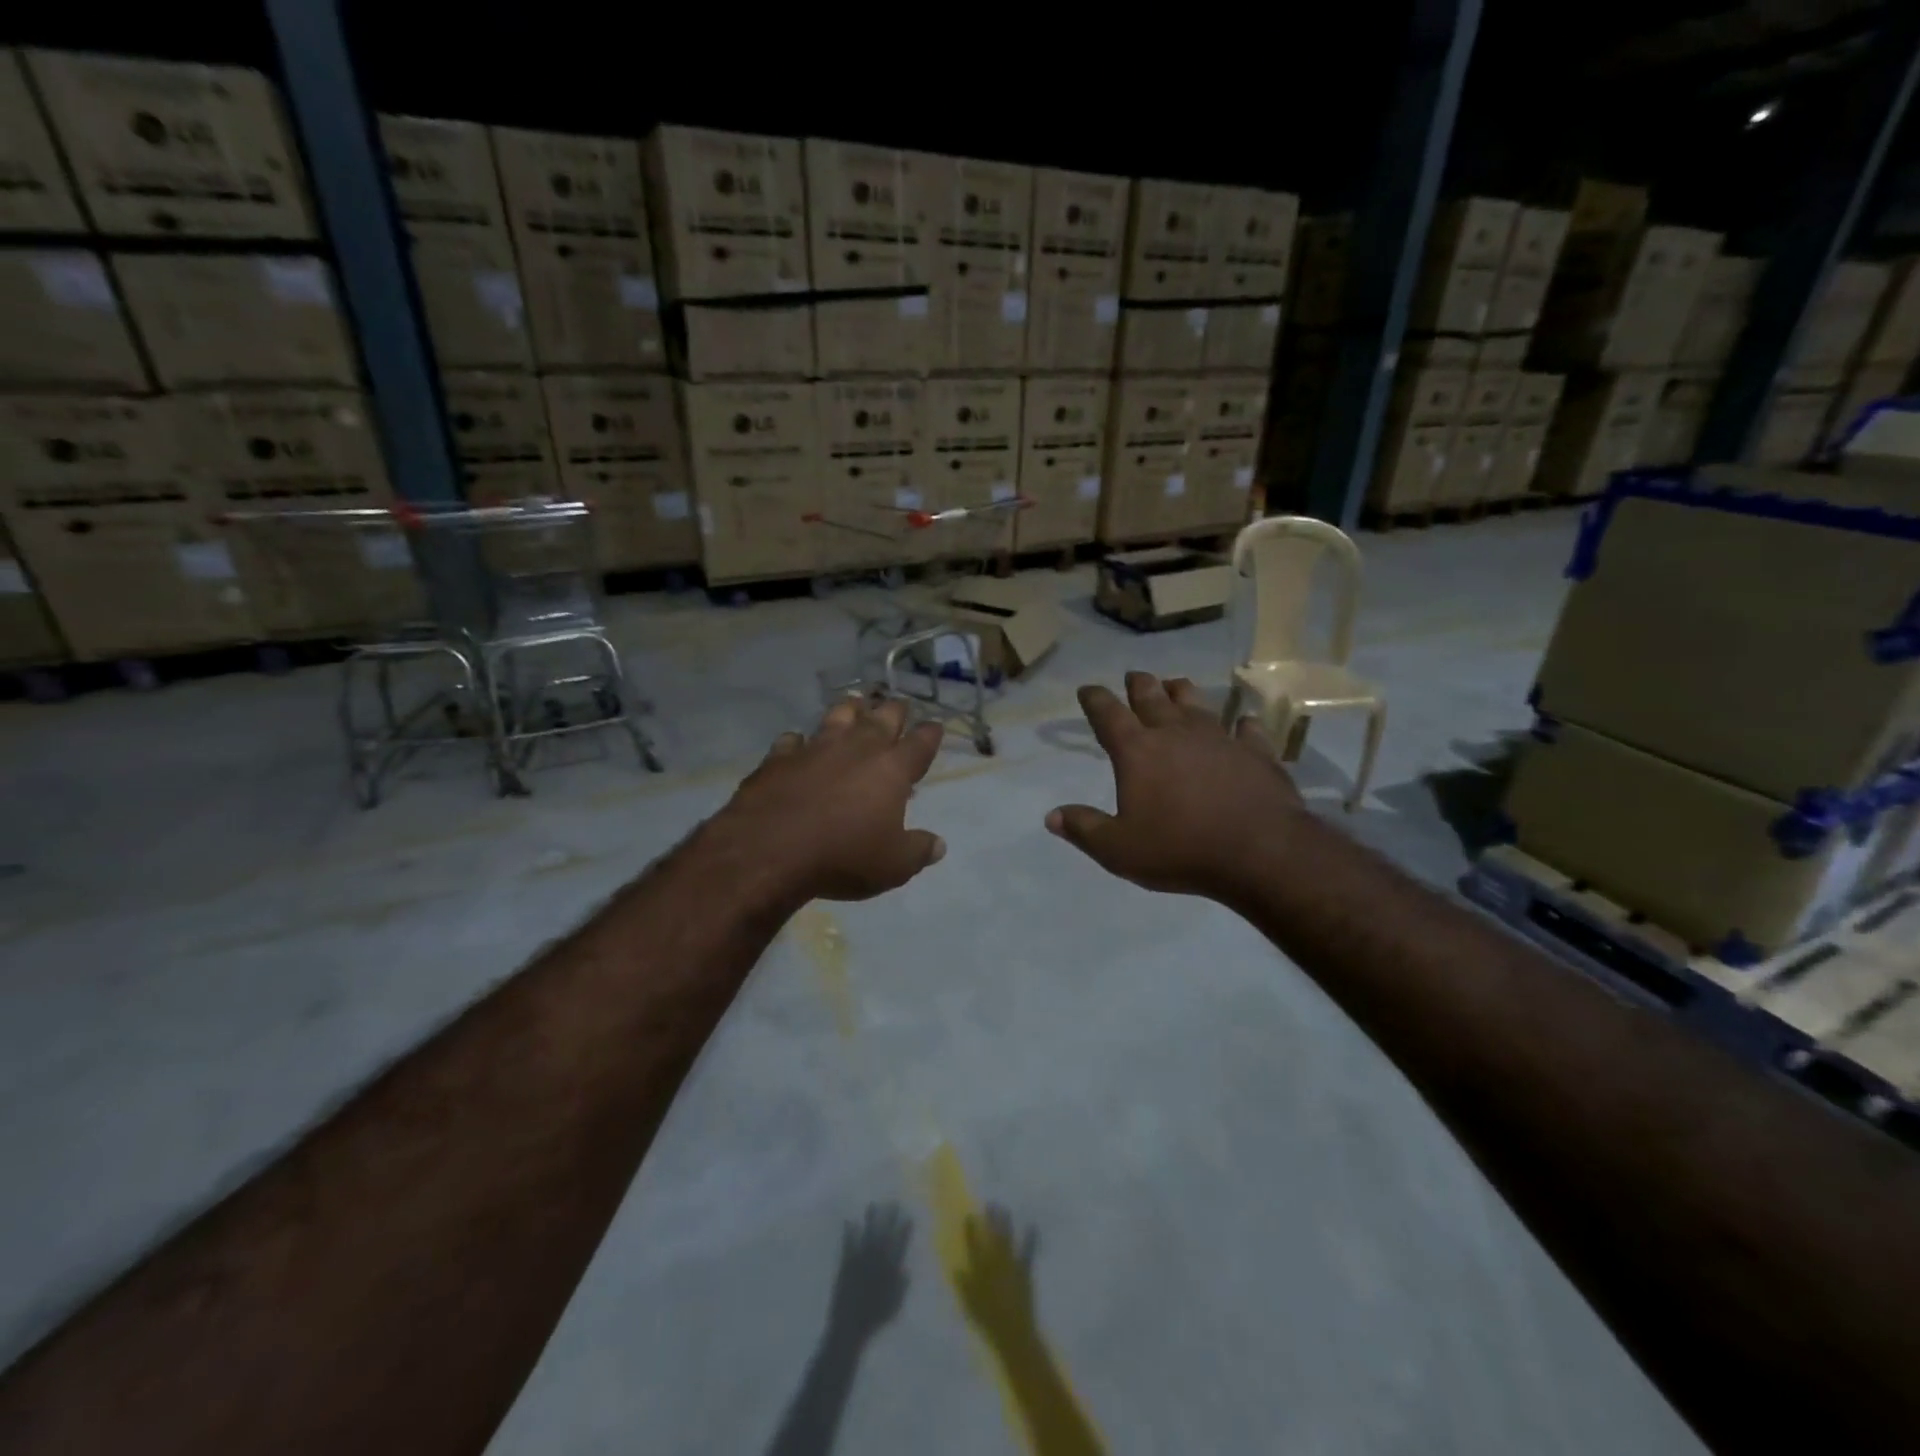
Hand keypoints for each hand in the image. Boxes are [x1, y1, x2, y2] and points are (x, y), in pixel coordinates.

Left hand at [711, 696, 945, 902]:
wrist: (769, 850)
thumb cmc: (843, 856)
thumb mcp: (893, 866)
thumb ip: (918, 851)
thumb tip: (938, 845)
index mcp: (891, 769)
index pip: (920, 743)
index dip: (930, 734)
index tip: (935, 727)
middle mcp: (856, 748)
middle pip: (881, 718)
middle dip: (893, 711)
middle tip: (898, 707)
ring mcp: (815, 748)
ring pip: (838, 716)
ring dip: (849, 710)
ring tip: (855, 705)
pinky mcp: (778, 758)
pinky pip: (792, 740)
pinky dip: (798, 741)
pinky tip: (797, 744)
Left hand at [826, 1203, 912, 1340]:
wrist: (850, 1327)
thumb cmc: (875, 1319)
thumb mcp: (894, 1307)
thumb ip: (901, 1288)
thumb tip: (906, 1271)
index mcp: (889, 1271)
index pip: (899, 1246)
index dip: (904, 1231)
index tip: (908, 1217)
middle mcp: (876, 1261)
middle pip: (884, 1235)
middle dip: (889, 1218)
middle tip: (893, 1202)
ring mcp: (860, 1260)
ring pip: (867, 1235)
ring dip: (870, 1219)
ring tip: (872, 1204)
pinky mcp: (846, 1264)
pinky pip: (848, 1244)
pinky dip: (848, 1232)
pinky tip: (849, 1220)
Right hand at [954, 1205, 1038, 1338]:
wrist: (1013, 1331)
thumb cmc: (988, 1319)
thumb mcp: (969, 1305)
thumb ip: (963, 1286)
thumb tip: (957, 1270)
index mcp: (980, 1268)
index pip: (974, 1243)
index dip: (972, 1228)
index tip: (971, 1215)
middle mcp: (995, 1261)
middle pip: (992, 1235)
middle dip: (991, 1218)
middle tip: (990, 1204)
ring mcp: (1011, 1264)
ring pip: (1008, 1238)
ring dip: (1006, 1223)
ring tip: (1004, 1209)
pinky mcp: (1024, 1270)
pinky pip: (1028, 1251)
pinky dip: (1030, 1238)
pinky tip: (1032, 1226)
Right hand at [1046, 671, 1310, 900]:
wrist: (1261, 852)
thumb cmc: (1181, 850)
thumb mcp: (1119, 850)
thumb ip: (1084, 830)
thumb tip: (1052, 817)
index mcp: (1137, 751)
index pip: (1108, 714)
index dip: (1094, 699)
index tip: (1087, 689)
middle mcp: (1175, 733)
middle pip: (1152, 696)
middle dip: (1138, 684)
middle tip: (1133, 677)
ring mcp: (1219, 738)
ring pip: (1196, 701)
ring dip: (1181, 691)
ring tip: (1174, 686)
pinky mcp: (1257, 751)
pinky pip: (1246, 729)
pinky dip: (1240, 724)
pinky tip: (1241, 723)